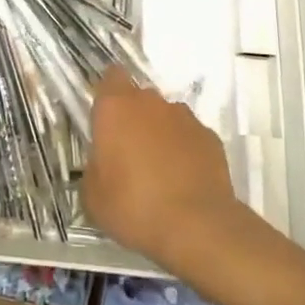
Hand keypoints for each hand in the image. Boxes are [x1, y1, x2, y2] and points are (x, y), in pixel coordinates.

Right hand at [82, 66, 244, 272]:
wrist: (197, 227)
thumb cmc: (134, 207)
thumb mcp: (93, 196)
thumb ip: (93, 168)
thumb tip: (101, 165)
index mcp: (115, 107)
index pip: (111, 77)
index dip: (108, 93)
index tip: (106, 118)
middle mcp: (150, 102)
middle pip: (139, 97)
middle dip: (134, 118)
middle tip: (129, 153)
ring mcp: (184, 117)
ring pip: (166, 116)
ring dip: (161, 133)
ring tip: (160, 171)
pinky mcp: (210, 137)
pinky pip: (190, 137)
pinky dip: (186, 151)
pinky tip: (184, 180)